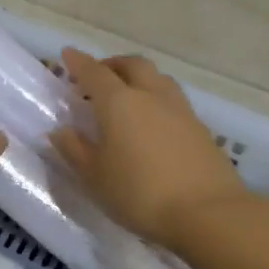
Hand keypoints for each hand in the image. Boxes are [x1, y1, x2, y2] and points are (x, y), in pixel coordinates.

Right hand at [50, 49, 250, 251]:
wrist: (208, 213)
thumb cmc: (139, 193)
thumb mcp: (95, 177)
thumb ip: (74, 150)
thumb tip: (60, 131)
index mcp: (119, 103)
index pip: (94, 72)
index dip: (78, 62)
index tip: (67, 54)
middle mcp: (151, 96)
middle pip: (132, 65)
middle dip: (112, 64)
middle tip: (98, 75)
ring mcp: (180, 110)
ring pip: (157, 79)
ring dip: (138, 78)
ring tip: (127, 95)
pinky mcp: (200, 128)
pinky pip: (173, 100)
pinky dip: (156, 99)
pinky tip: (152, 122)